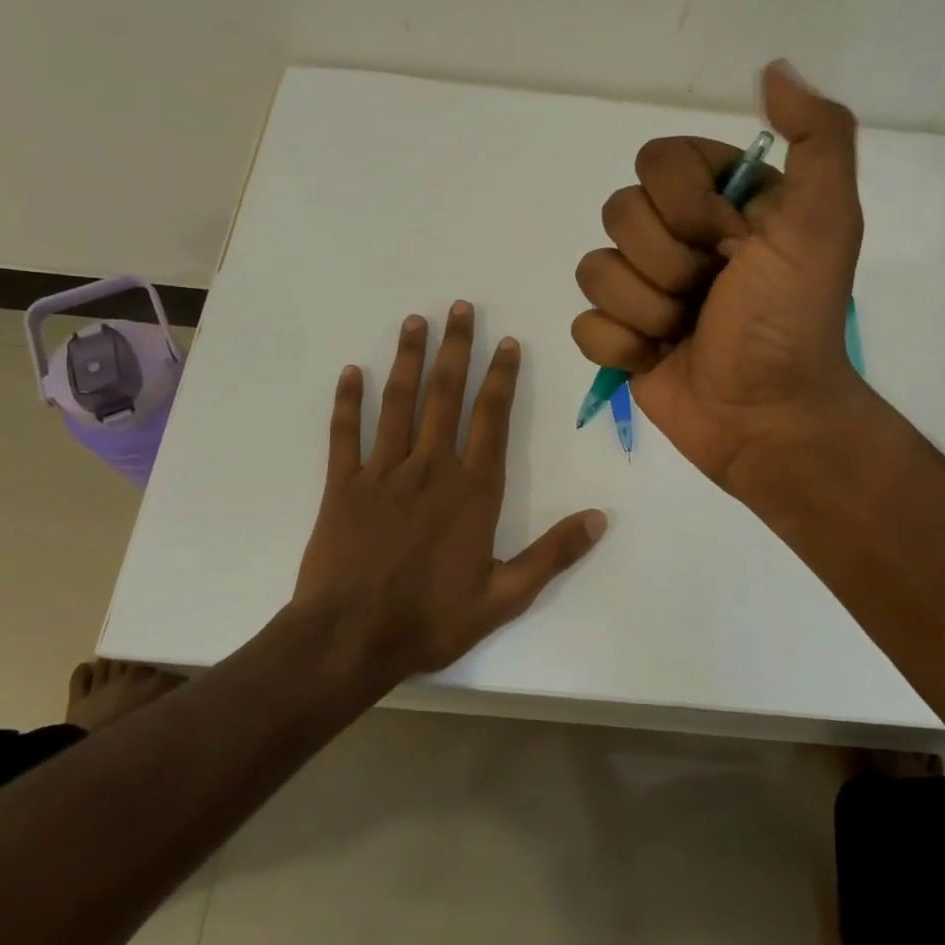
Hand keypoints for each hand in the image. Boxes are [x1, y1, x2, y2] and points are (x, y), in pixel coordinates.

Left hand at [290, 302, 607, 679]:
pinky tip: (350, 372)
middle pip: (446, 395)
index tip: (506, 342)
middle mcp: (430, 467)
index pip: (492, 418)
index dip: (501, 376)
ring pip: (398, 403)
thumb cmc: (432, 618)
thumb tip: (600, 518)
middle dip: (456, 348)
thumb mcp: (506, 596)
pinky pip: (345, 434)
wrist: (351, 638)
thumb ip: (553, 554)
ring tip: (415, 321)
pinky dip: (347, 402)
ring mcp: (383, 472)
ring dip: (408, 359)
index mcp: (473, 490)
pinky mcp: (343, 485)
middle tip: (460, 307)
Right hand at [571, 61, 869, 488]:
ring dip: (647, 309)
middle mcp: (675, 235)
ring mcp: (642, 287)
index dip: (687, 206)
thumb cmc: (790, 320)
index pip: (656, 161)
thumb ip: (817, 137)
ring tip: (686, 332)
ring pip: (594, 269)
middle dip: (668, 264)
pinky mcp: (619, 336)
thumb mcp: (824, 222)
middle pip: (618, 213)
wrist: (767, 417)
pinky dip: (621, 347)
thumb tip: (774, 69)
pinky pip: (584, 323)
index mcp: (718, 200)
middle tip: (711, 294)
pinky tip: (657, 358)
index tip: (733, 243)